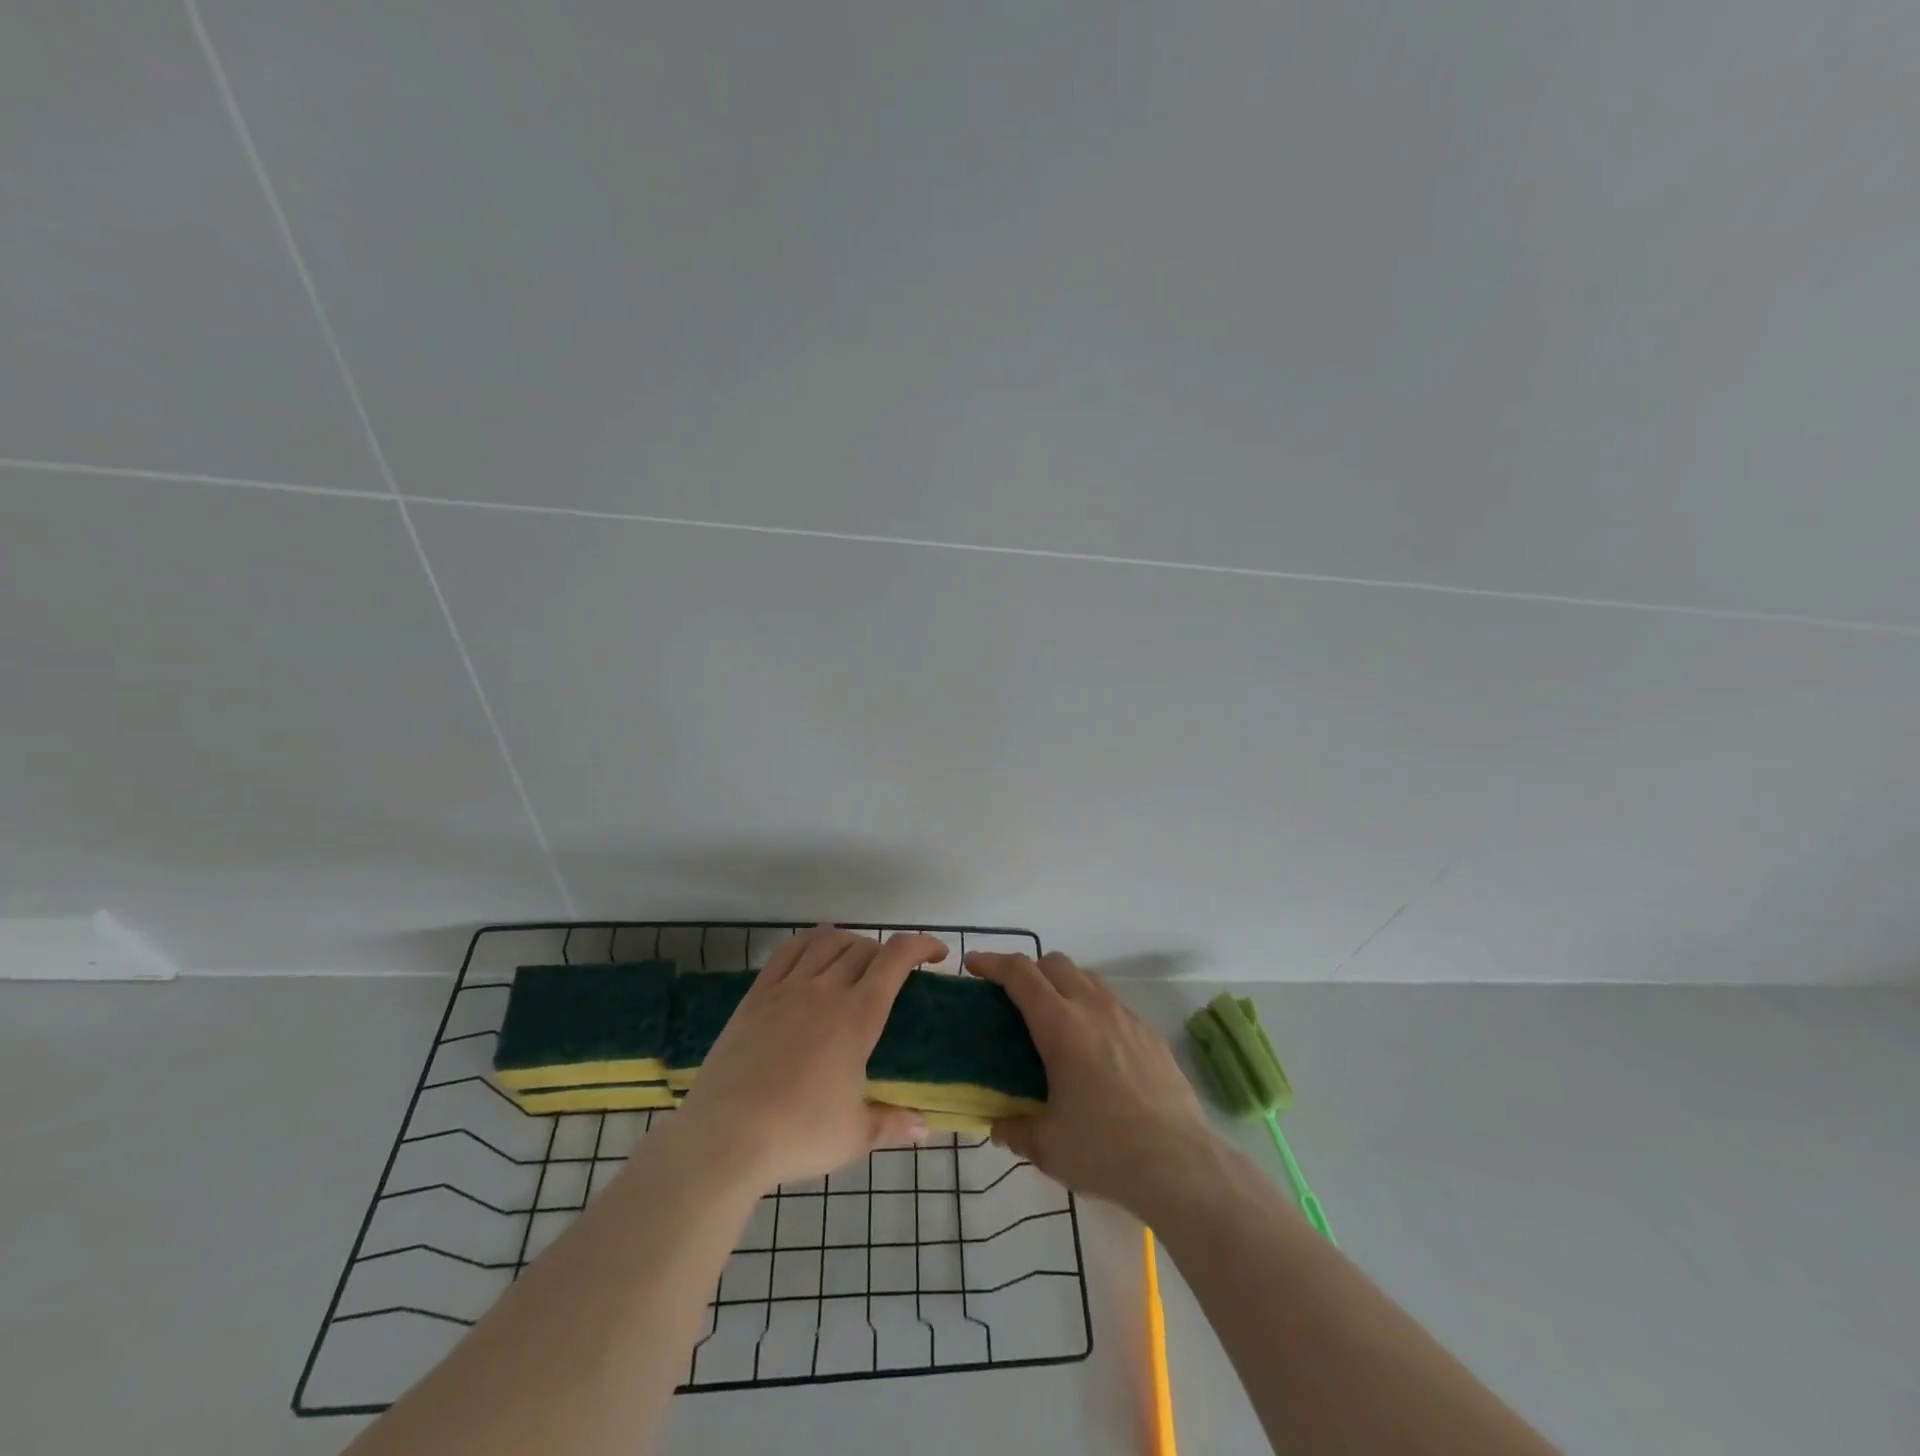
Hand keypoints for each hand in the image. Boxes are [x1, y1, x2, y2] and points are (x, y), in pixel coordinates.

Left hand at [675, 926, 939, 1191]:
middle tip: (893, 977)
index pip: (896, 959)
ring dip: (850, 942)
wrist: (724, 1138)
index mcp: (858, 1017)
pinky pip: (787, 951)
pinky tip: (814, 952)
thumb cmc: (798, 1135)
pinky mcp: (756, 996)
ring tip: (855, 960)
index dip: (922, 946)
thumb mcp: (854, 1135)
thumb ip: (892, 1124)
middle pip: (863, 948)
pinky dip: (809, 941)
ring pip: (826, 941)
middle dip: (886, 954)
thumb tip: (925, 1129)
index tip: (937, 955)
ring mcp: (787, 988)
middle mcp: (825, 990)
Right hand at [964, 949, 1215, 1216]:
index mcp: (1061, 1026)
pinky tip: (1093, 1049)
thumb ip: (1015, 1129)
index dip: (993, 963)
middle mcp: (1094, 1009)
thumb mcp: (1047, 1146)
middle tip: (1012, 998)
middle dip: (1028, 970)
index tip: (974, 964)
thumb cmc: (1105, 1151)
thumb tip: (999, 1125)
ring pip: (1087, 979)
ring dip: (1062, 986)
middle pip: (1055, 963)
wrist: (1181, 1166)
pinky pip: (1112, 1004)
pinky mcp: (1150, 1035)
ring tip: (1053, 1021)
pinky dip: (1092, 1009)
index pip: (1020, 974)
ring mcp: (1127, 1018)